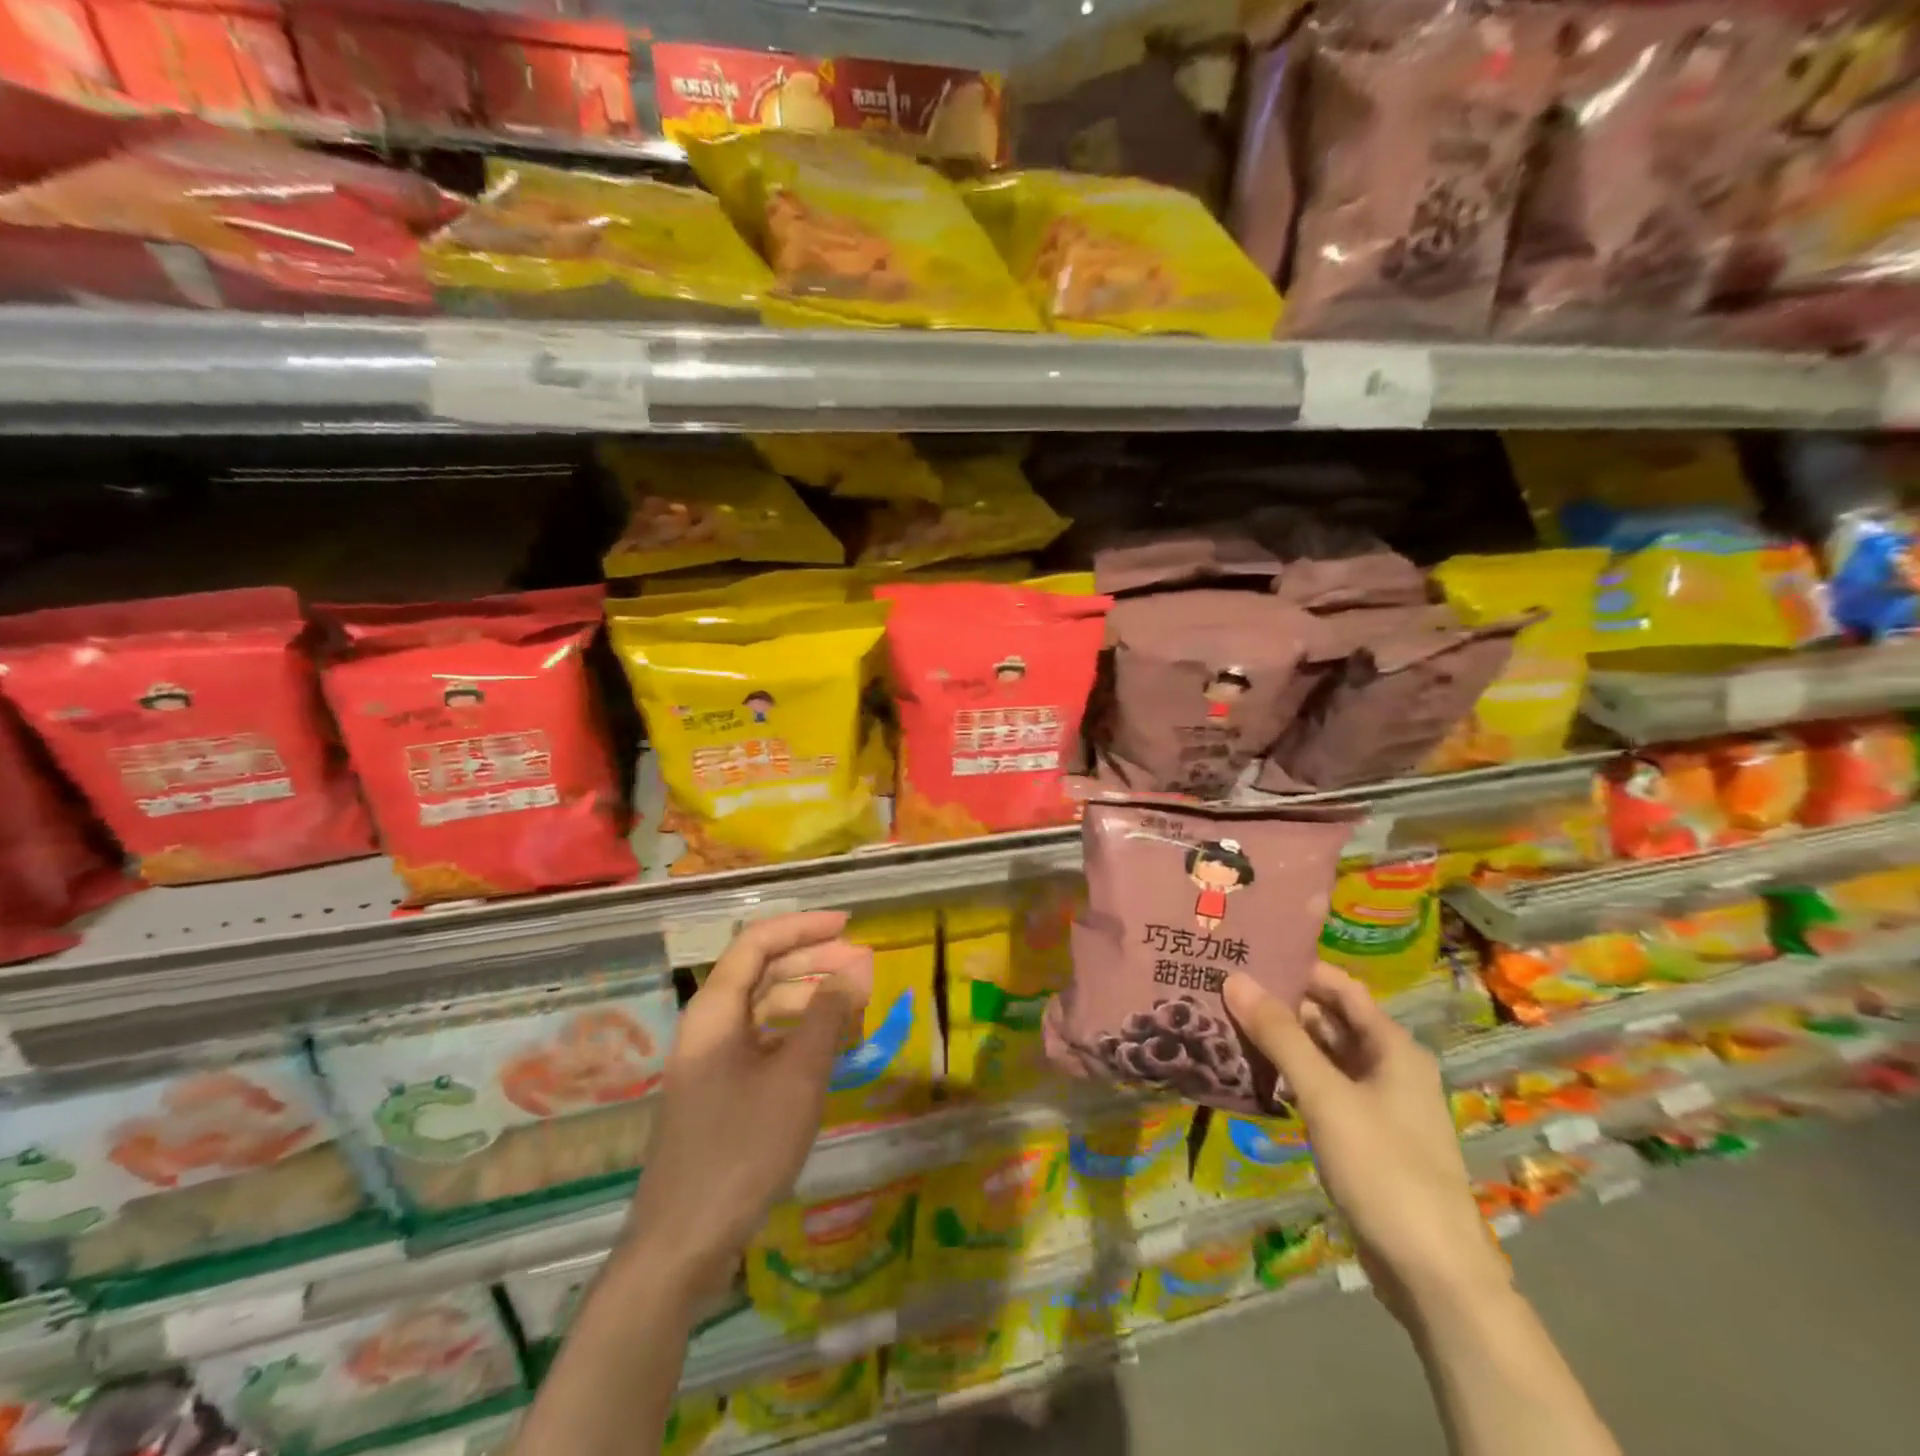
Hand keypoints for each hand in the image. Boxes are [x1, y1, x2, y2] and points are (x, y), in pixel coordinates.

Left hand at [626, 911, 871, 1298]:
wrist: (682, 1245)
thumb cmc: (742, 1149)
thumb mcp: (797, 1077)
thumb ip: (827, 1015)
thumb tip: (856, 967)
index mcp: (715, 1010)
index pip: (758, 942)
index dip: (803, 926)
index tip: (849, 926)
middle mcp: (708, 1025)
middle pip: (762, 972)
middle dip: (814, 961)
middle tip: (863, 966)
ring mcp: (710, 1061)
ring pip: (764, 1009)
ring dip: (809, 999)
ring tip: (855, 1006)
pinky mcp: (719, 1091)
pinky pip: (762, 1042)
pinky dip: (797, 1034)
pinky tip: (827, 1047)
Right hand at [1224, 962, 1508, 1327]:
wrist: (1433, 1274)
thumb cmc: (1385, 1169)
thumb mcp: (1326, 1096)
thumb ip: (1280, 1036)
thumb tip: (1236, 978)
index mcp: (1392, 1048)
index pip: (1340, 986)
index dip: (1298, 967)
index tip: (1248, 954)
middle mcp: (1387, 1067)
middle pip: (1329, 1019)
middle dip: (1280, 1003)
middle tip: (1224, 986)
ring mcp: (1376, 1104)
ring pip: (1322, 1056)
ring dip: (1281, 1041)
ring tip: (1225, 1021)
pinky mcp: (1362, 1136)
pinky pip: (1320, 1089)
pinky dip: (1289, 1076)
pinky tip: (1251, 1072)